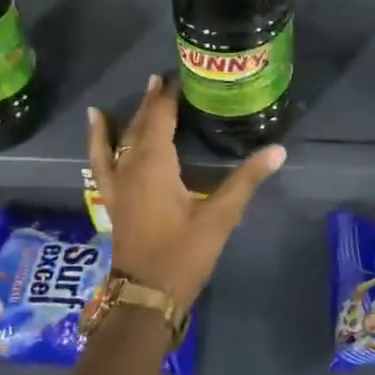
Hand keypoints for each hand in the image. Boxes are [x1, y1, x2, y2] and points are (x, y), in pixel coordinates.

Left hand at [87, 75, 285, 309]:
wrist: (145, 296)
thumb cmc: (183, 253)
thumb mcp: (220, 216)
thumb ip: (246, 180)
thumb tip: (279, 150)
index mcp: (155, 163)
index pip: (161, 118)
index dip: (170, 97)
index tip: (182, 77)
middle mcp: (131, 166)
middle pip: (139, 125)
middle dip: (151, 102)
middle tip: (161, 80)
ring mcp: (117, 185)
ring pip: (118, 142)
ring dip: (124, 119)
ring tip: (120, 100)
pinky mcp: (113, 201)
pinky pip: (100, 163)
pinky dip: (97, 143)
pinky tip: (95, 131)